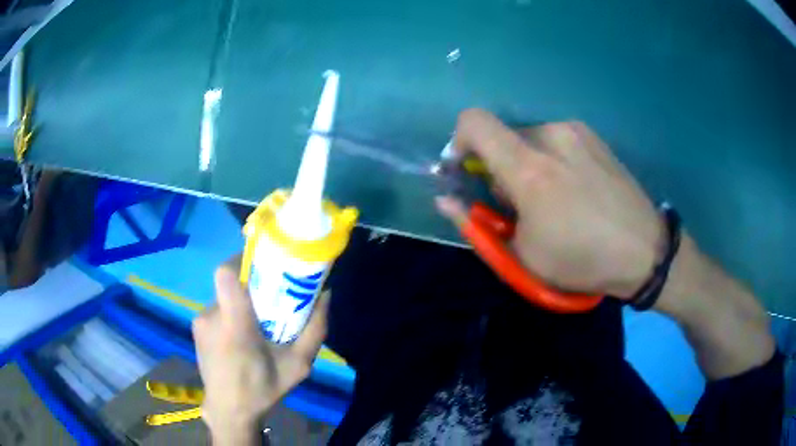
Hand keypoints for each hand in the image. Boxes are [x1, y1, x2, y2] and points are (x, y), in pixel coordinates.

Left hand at [193, 264, 329, 444]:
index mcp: (235, 326)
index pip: (226, 275)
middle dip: (251, 286)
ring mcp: (200, 321)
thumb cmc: (263, 389)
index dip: (243, 259)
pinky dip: (230, 314)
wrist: (228, 411)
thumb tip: (325, 294)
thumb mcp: (298, 366)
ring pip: (224, 296)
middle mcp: (211, 317)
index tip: (263, 262)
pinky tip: (240, 337)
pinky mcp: (196, 327)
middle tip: (270, 301)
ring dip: (240, 303)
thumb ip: (314, 330)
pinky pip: (216, 309)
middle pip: (231, 283)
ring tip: (256, 326)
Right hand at [436, 109, 662, 298]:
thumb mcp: (522, 257)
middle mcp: (551, 135)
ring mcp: (576, 131)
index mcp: (529, 167)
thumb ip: (477, 223)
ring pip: (530, 139)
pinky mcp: (594, 136)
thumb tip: (445, 198)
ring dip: (526, 164)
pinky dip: (551, 160)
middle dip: (498, 167)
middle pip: (502, 136)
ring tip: (552, 199)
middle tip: (518, 204)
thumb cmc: (582, 260)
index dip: (458, 141)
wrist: (645, 251)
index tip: (466, 172)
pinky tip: (574, 189)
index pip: (474, 122)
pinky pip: (556, 140)